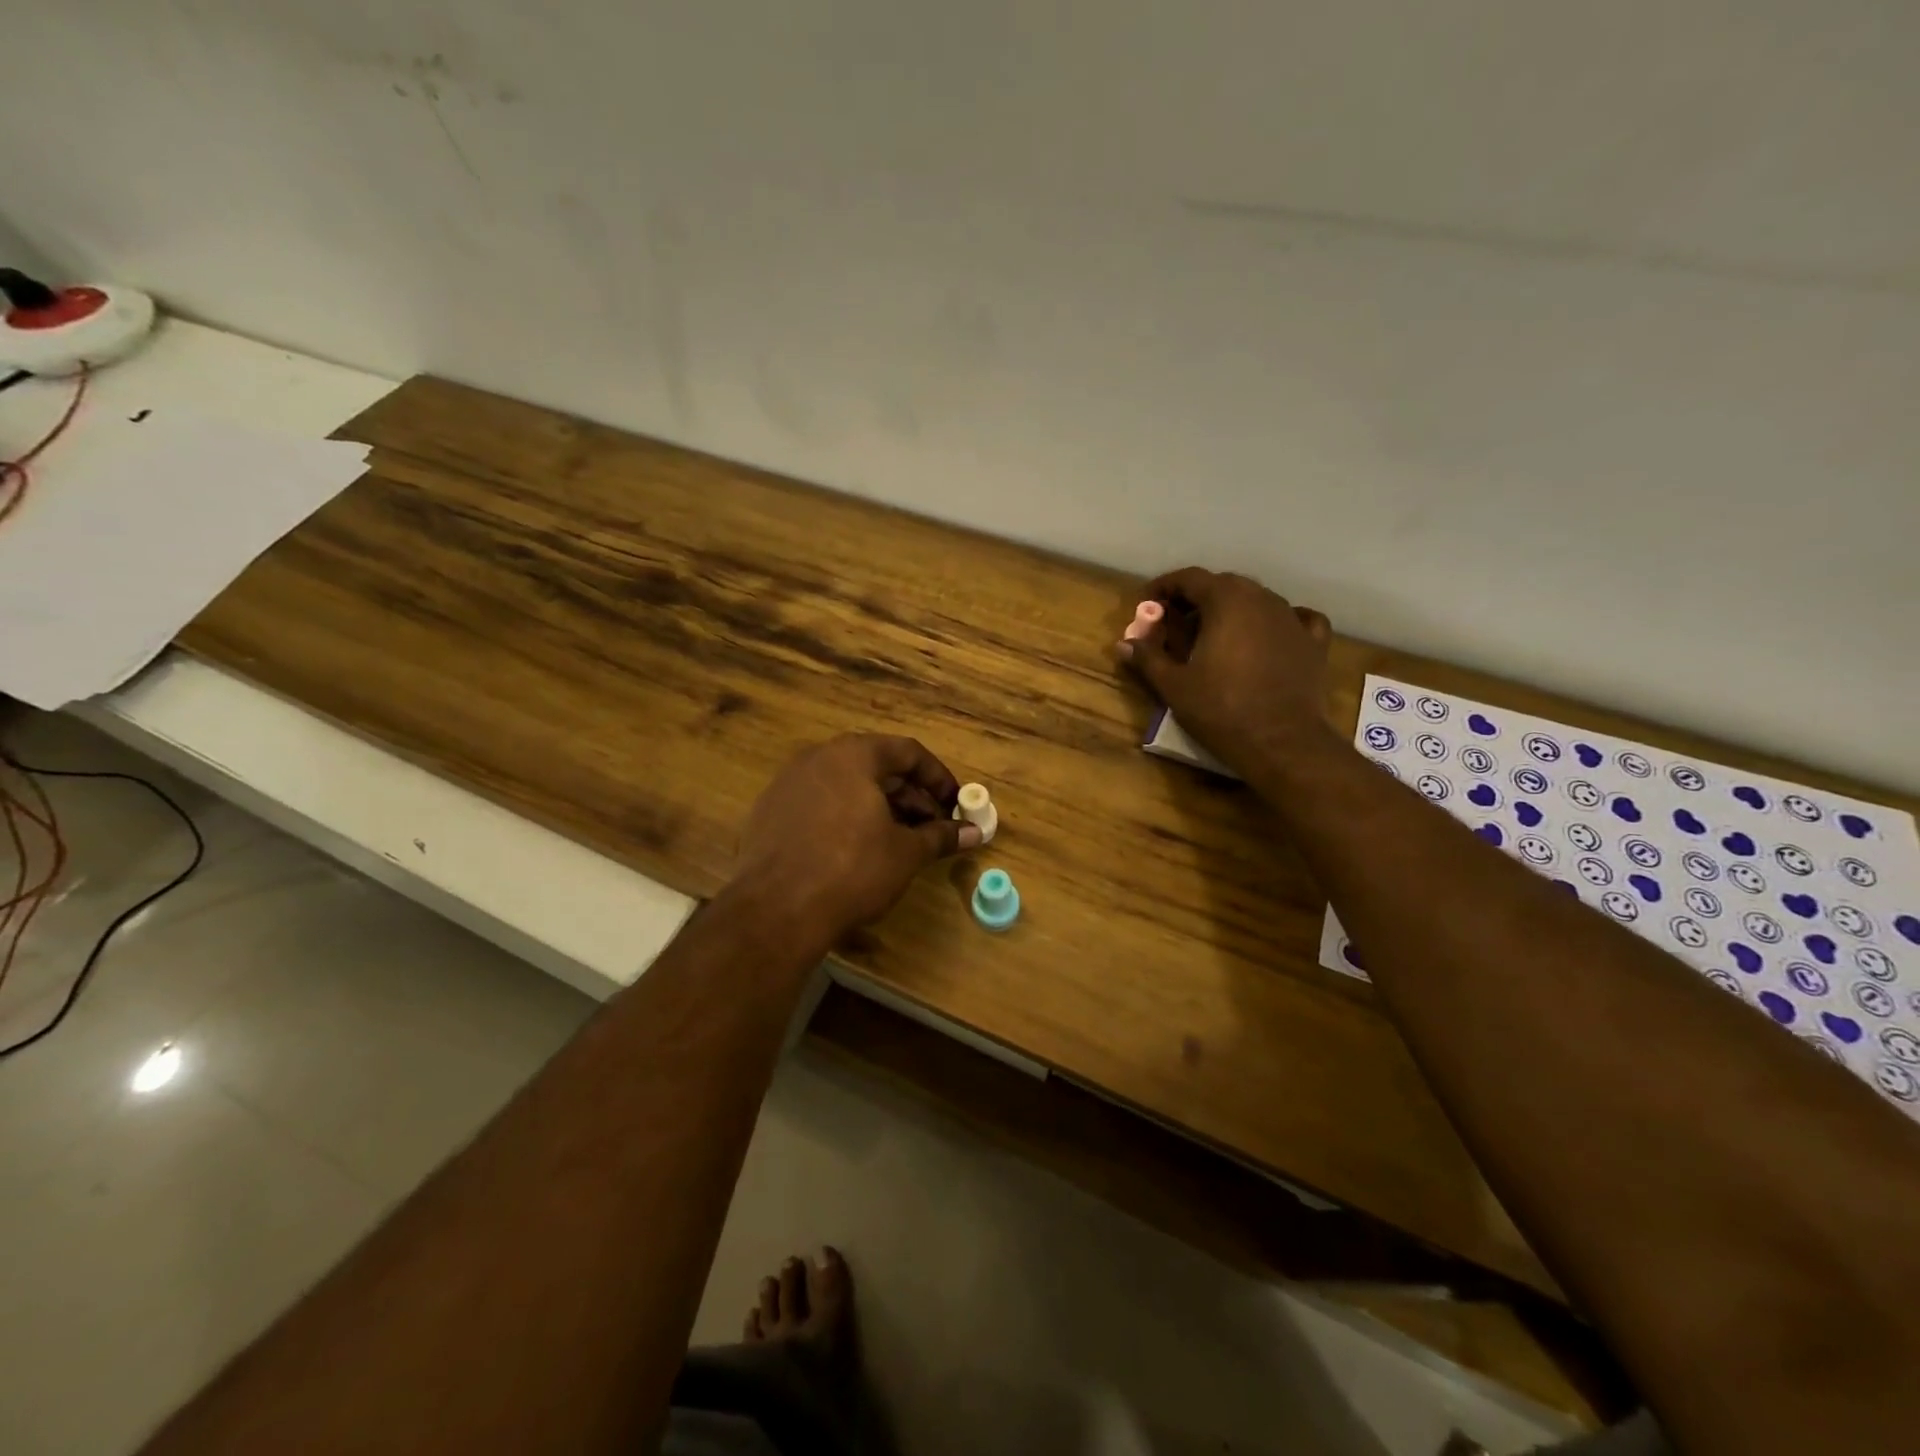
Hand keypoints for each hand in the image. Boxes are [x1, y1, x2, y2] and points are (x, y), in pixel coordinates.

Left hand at [732, 734, 980, 943]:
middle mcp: (817, 758)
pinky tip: (857, 850)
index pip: (907, 751)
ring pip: (845, 786)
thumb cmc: (852, 870)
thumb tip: (974, 833)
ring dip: (878, 808)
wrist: (776, 911)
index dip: (938, 777)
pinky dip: (845, 818)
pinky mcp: (768, 813)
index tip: (955, 803)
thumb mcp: (906, 853)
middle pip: (875, 766)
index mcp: (853, 755)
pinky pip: (818, 805)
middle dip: (909, 796)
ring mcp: (787, 784)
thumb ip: (940, 836)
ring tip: (900, 840)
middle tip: (932, 826)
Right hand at [1119, 567, 1333, 776]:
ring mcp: (1292, 618)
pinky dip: (1274, 622)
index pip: (1189, 578)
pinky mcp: (1313, 642)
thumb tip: (1123, 644)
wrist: (1282, 742)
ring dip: (1231, 610)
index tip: (1148, 605)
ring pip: (1256, 600)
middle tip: (1175, 624)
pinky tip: (1268, 636)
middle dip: (1196, 599)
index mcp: (1225, 601)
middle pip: (1223, 585)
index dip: (1164, 587)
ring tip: (1213, 636)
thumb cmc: (1221, 710)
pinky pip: (1295, 618)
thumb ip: (1148, 658)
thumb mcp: (1173, 685)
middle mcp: (1261, 598)